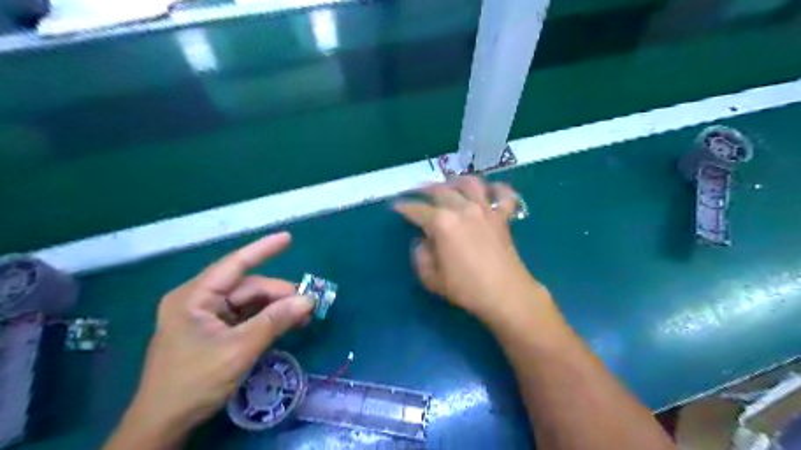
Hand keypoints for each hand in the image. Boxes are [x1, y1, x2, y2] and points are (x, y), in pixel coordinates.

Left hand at [114, 232, 312, 445]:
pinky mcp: (215, 332)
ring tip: (303, 317)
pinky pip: (247, 318)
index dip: (263, 250)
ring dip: (277, 309)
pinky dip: (267, 320)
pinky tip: (287, 324)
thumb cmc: (194, 382)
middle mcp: (200, 300)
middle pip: (248, 288)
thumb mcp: (239, 349)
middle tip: (308, 305)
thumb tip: (309, 300)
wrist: (164, 424)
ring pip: (250, 303)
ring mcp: (207, 317)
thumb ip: (275, 321)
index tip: (288, 238)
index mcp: (194, 297)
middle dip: (279, 294)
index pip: (234, 264)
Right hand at [393, 176, 551, 327]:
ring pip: (470, 183)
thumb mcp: (432, 278)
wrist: (506, 294)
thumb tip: (423, 242)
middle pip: (440, 191)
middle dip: (424, 190)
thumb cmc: (466, 288)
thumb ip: (421, 256)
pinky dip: (497, 188)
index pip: (417, 209)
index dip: (404, 207)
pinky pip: (503, 195)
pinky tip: (490, 190)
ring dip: (456, 181)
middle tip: (416, 192)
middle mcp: (463, 209)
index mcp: (442, 223)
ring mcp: (485, 210)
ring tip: (448, 185)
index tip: (396, 206)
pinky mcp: (503, 216)